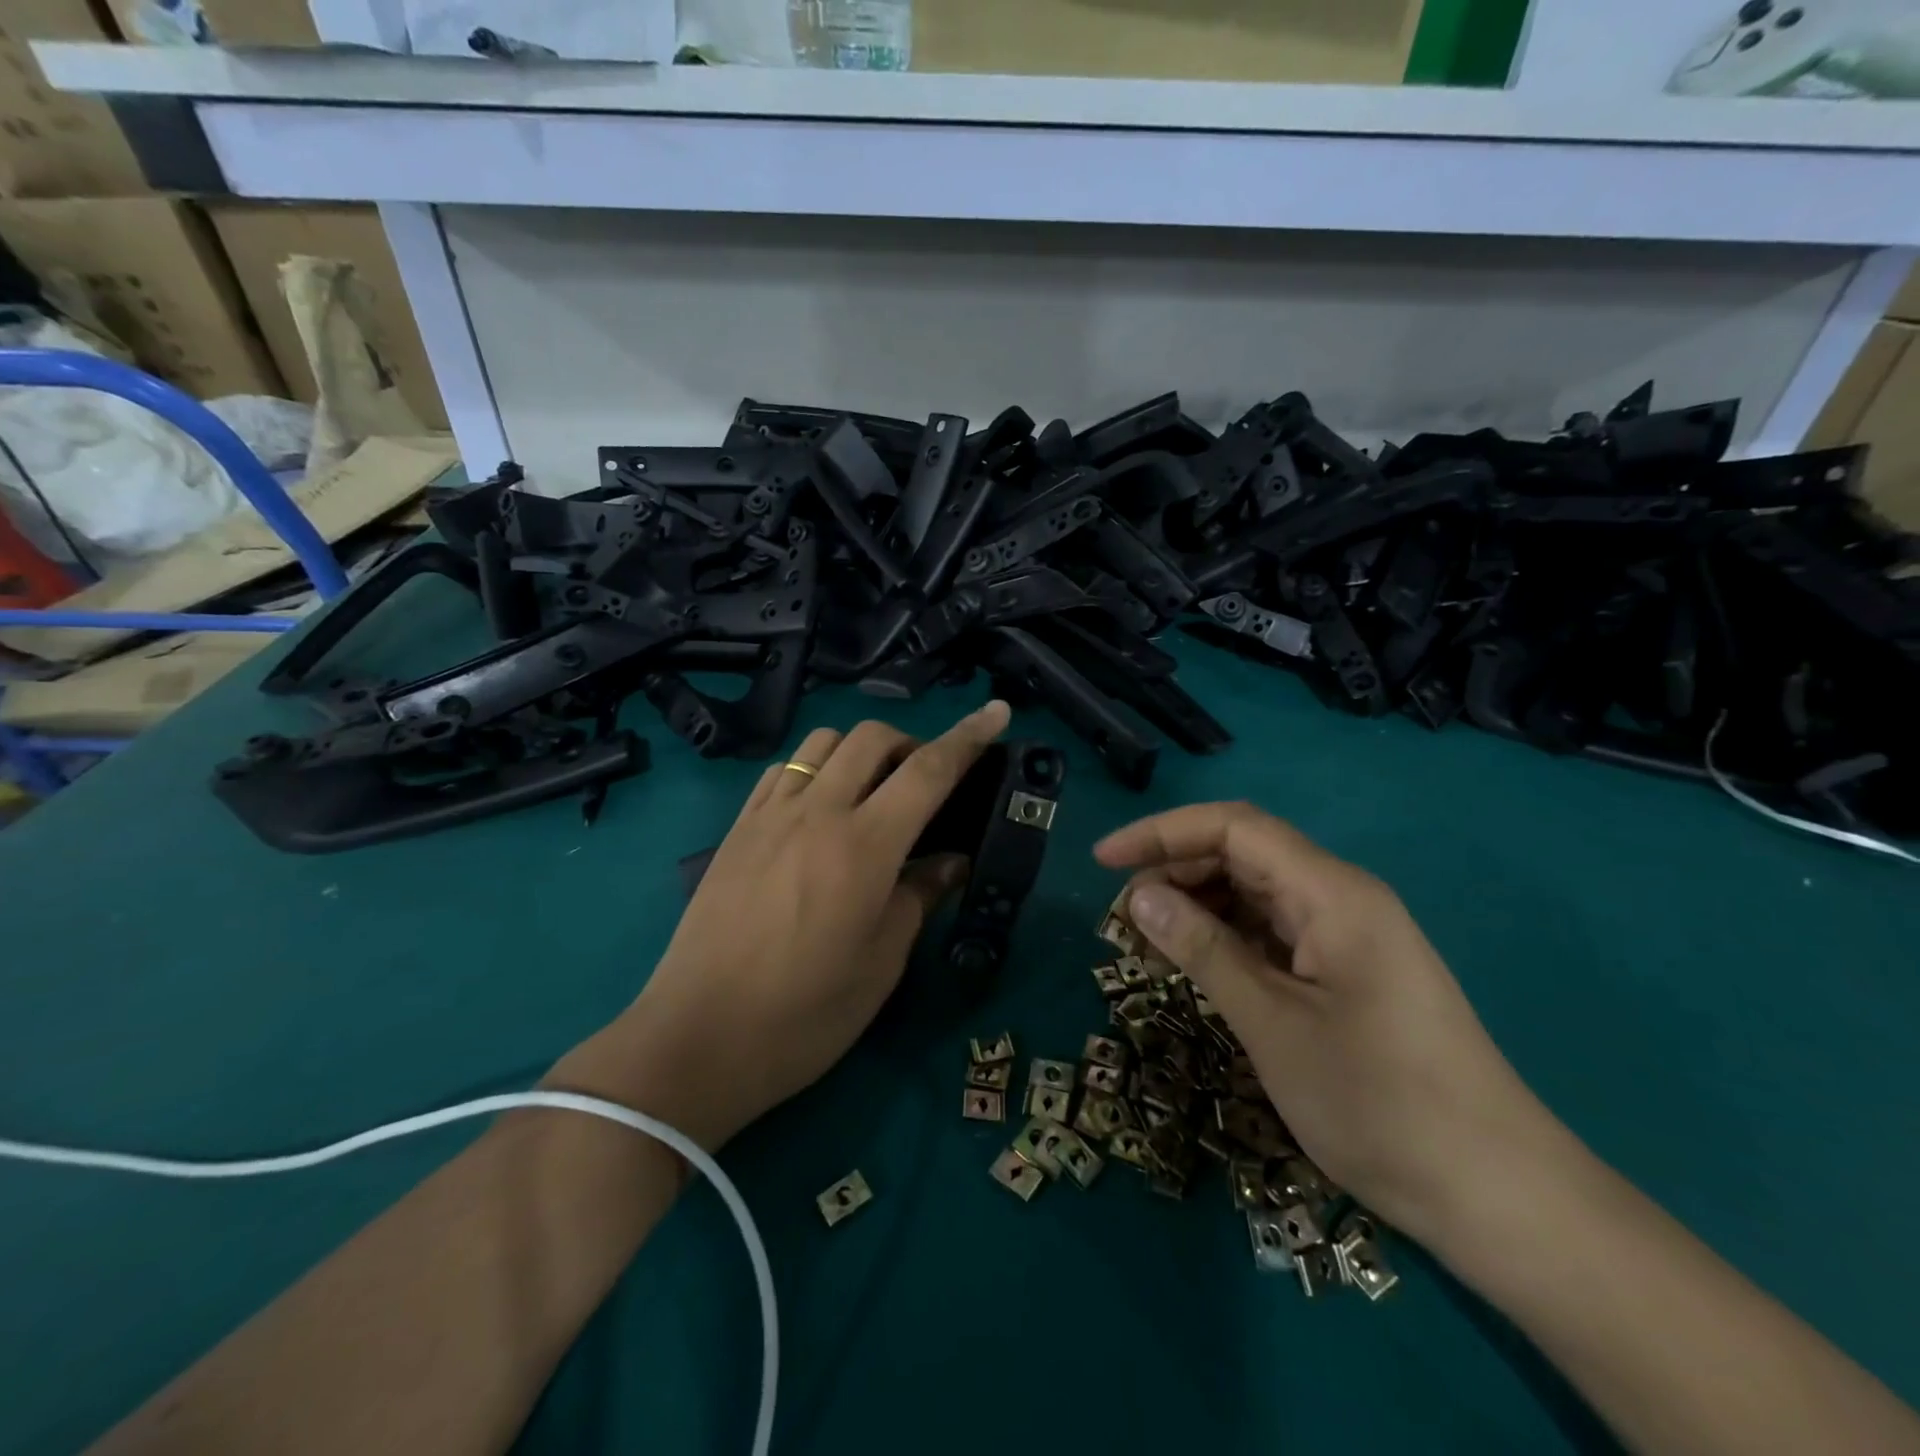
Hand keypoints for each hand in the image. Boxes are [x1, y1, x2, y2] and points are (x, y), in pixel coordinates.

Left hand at [561, 702, 1011, 1150]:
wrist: (699, 1039)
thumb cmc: (805, 1014)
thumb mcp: (881, 963)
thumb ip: (920, 897)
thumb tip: (950, 861)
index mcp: (865, 846)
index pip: (929, 770)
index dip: (969, 736)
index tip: (997, 712)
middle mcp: (818, 812)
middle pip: (873, 738)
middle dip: (912, 743)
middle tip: (926, 784)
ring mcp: (771, 815)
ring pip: (823, 742)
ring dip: (860, 750)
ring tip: (871, 791)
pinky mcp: (738, 829)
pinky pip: (783, 769)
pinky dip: (814, 768)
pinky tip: (819, 805)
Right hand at [1095, 802, 1565, 1246]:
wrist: (1497, 1194)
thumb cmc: (1380, 1104)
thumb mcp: (1272, 1024)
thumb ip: (1203, 950)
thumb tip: (1139, 895)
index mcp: (1332, 893)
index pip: (1233, 827)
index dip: (1162, 833)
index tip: (1103, 862)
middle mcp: (1341, 897)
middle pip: (1243, 853)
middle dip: (1174, 870)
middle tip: (1121, 916)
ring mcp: (1348, 934)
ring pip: (1255, 892)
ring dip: (1197, 905)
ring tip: (1147, 940)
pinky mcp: (1348, 970)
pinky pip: (1274, 931)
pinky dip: (1226, 937)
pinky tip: (1196, 964)